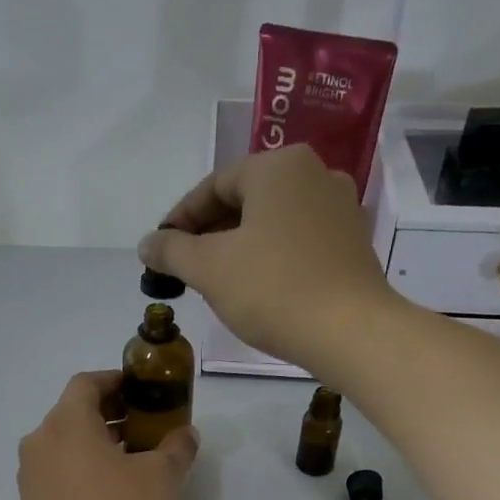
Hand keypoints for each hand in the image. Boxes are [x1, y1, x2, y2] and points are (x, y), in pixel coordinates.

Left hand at [18, 371, 198, 499]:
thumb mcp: (162, 477)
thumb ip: (176, 447)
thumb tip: (185, 434)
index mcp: (66, 422)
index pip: (86, 383)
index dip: (115, 381)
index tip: (141, 391)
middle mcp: (40, 442)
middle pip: (73, 413)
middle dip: (109, 414)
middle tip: (144, 426)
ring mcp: (30, 476)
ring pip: (64, 444)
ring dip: (95, 443)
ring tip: (132, 460)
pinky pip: (57, 472)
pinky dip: (81, 468)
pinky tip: (110, 490)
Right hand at [139, 145, 398, 371]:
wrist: (350, 332)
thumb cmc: (273, 289)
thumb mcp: (209, 268)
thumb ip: (172, 250)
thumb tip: (147, 244)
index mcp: (279, 167)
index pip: (214, 185)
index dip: (180, 218)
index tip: (160, 249)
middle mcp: (315, 174)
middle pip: (245, 200)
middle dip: (209, 233)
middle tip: (183, 267)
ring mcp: (340, 208)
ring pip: (271, 221)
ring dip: (238, 246)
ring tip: (214, 280)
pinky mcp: (352, 243)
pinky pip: (297, 240)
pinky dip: (269, 256)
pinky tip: (255, 287)